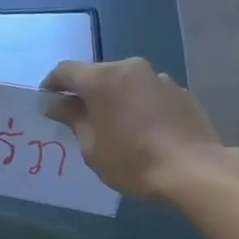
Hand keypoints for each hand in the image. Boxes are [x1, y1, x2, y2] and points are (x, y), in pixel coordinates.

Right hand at [41, 57, 225, 199]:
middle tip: (77, 120)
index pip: (66, 71)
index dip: (51, 86)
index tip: (46, 104)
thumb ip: (72, 119)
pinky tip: (141, 131)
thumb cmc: (132, 161)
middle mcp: (130, 69)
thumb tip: (56, 104)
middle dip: (84, 93)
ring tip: (113, 128)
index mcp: (103, 79)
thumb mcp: (91, 146)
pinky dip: (136, 105)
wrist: (192, 169)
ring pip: (124, 83)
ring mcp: (158, 78)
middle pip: (97, 74)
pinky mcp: (179, 91)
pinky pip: (146, 93)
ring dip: (112, 99)